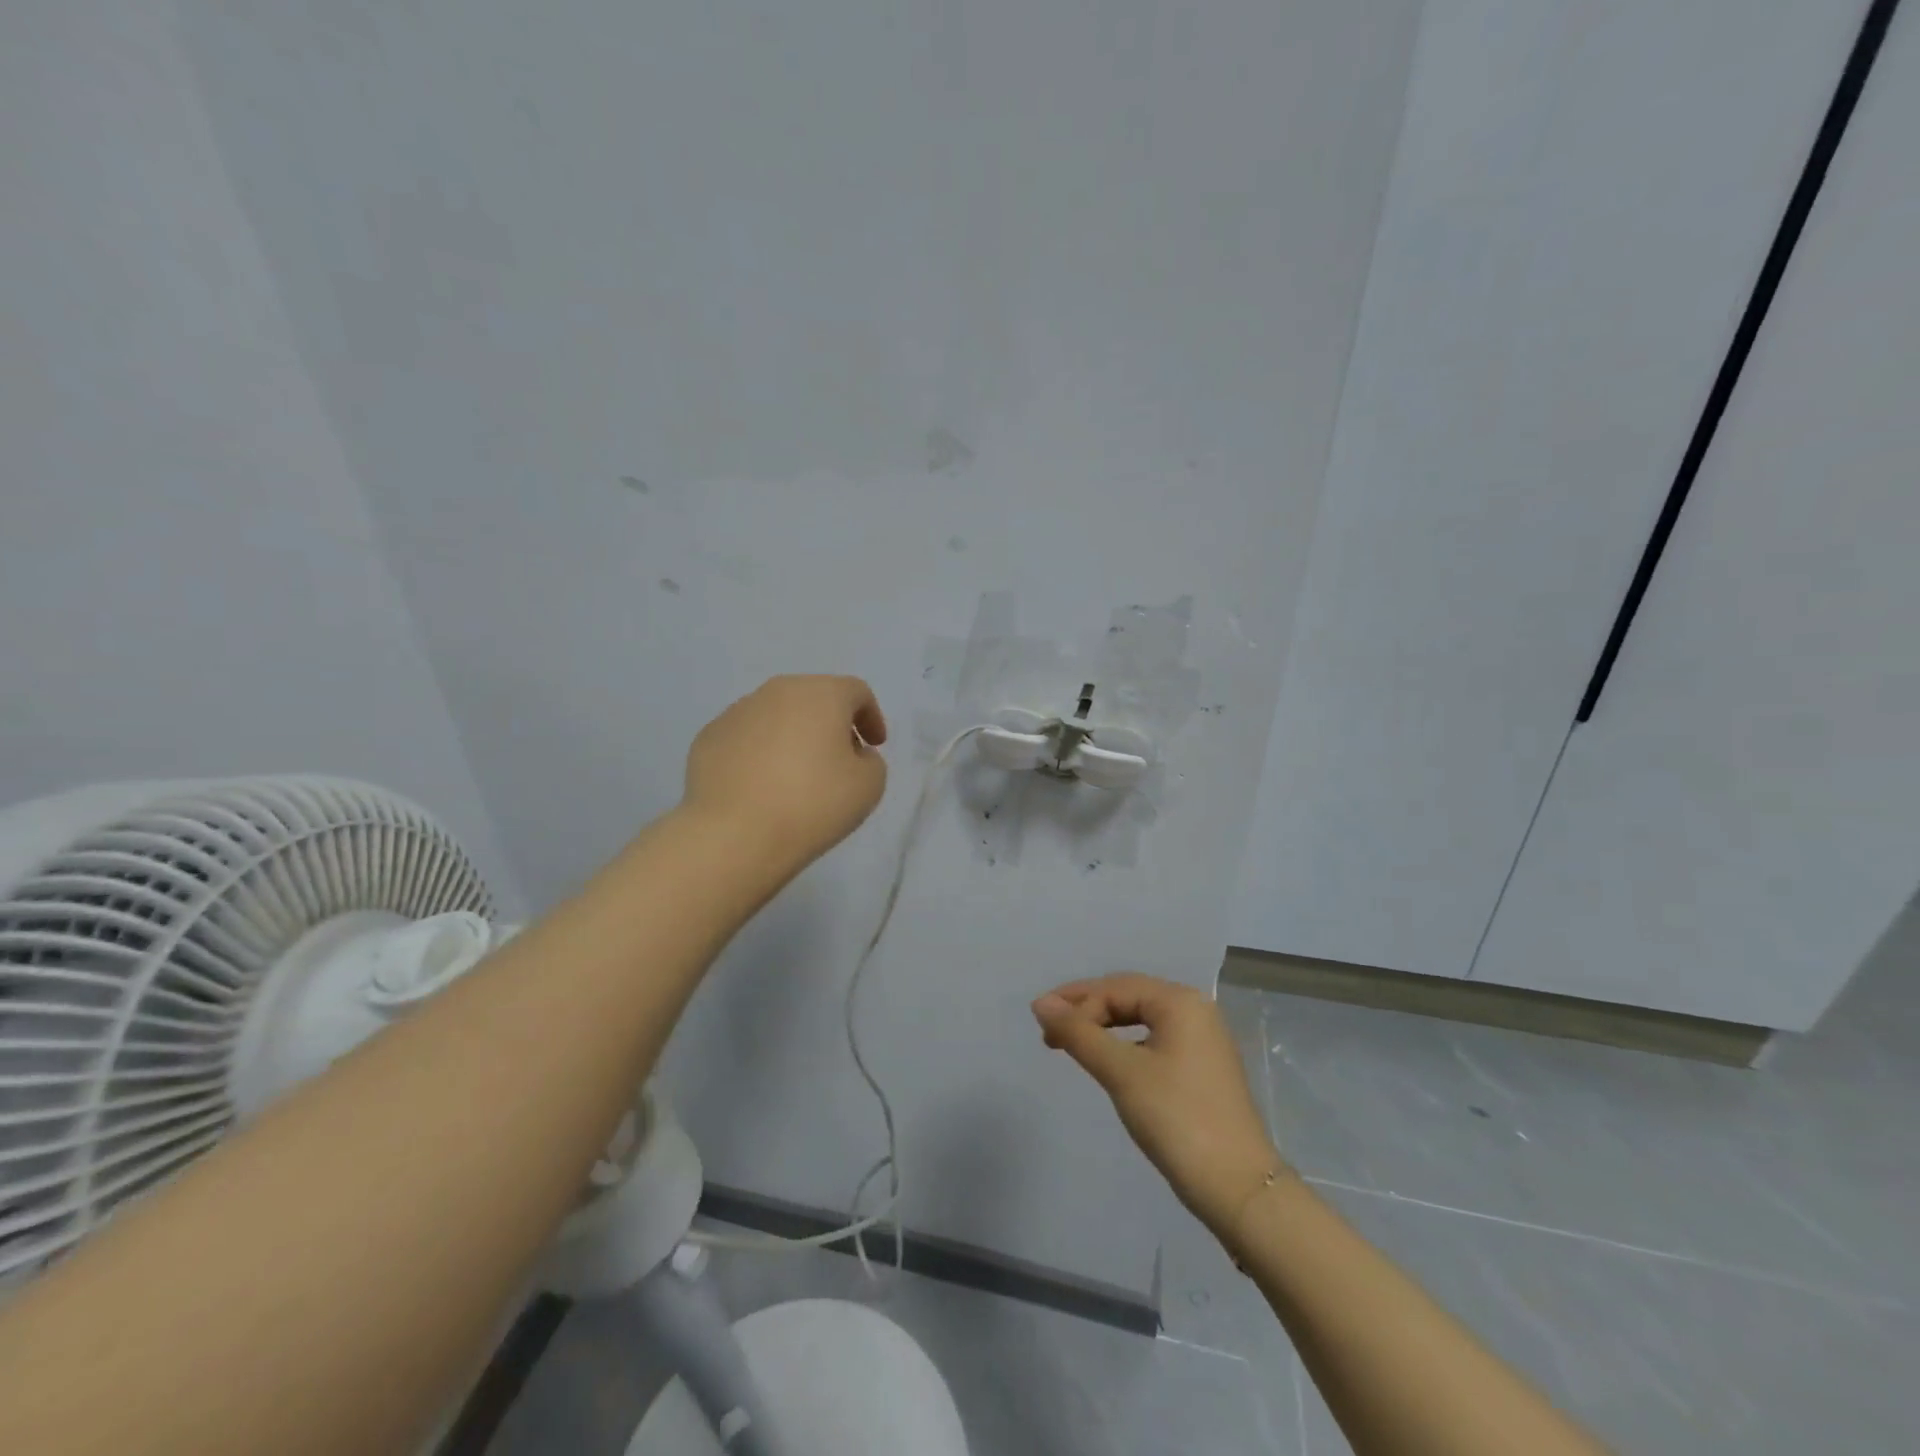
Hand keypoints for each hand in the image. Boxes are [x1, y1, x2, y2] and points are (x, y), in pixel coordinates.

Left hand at [682, 675, 888, 877]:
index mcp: (821, 694)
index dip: (871, 716)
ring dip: (793, 736)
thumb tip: (851, 753)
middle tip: (839, 759)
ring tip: (796, 776)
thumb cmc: (812, 805)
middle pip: (813, 698)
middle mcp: (777, 692)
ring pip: (776, 716)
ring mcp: (737, 712)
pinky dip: (759, 753)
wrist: (733, 835)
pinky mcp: (708, 738)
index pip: (855, 692)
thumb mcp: (869, 786)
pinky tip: (761, 787)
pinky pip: (745, 738)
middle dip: (830, 723)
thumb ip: (870, 761)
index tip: (874, 746)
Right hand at [1032, 973, 1284, 1238]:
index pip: (1114, 988)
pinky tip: (1109, 1062)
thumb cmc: (1177, 1119)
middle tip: (1050, 1032)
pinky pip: (1154, 1041)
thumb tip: (1040, 1003)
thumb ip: (1079, 1033)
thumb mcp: (1121, 1072)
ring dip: (1103, 1028)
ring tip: (1071, 1044)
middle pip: (1129, 997)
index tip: (1041, 1026)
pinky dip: (1125, 1046)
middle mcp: (1195, 1010)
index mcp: (1180, 1001)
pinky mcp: (1203, 1068)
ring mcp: (1203, 1040)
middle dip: (1087, 1011)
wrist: (1239, 1189)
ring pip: (1141, 1019)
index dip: (1074, 1002)